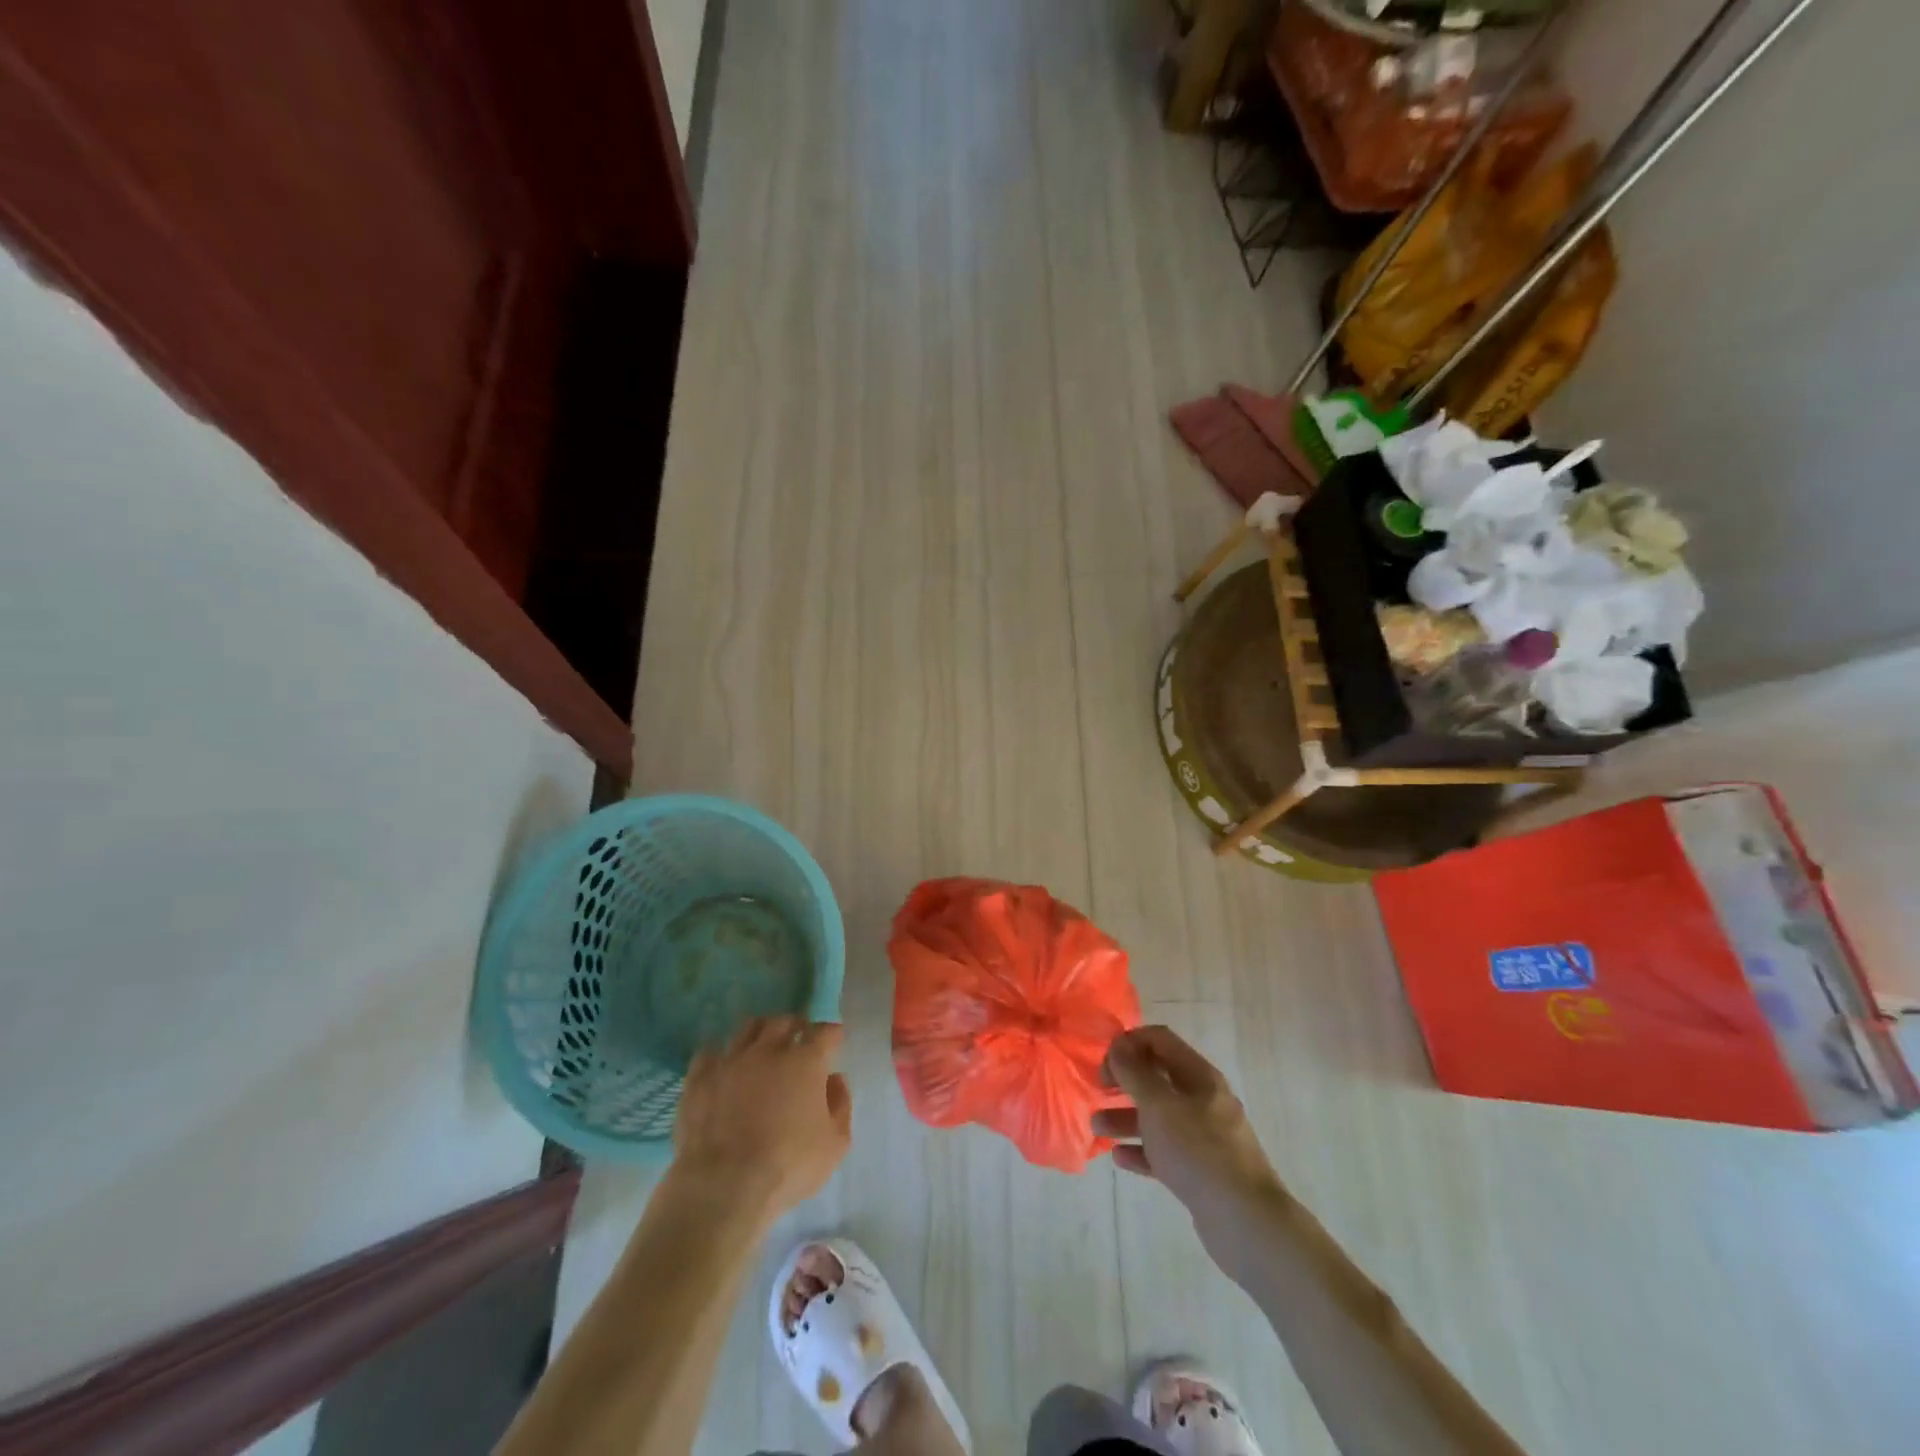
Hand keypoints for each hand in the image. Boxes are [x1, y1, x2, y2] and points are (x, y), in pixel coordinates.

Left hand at [672, 1016, 851, 1214]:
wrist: (724, 1187)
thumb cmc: (788, 1167)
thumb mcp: (835, 1144)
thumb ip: (840, 1105)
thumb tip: (834, 1079)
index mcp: (806, 1062)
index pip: (825, 1032)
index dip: (832, 1034)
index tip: (834, 1040)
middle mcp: (769, 1050)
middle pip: (784, 1022)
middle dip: (795, 1026)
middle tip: (798, 1038)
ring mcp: (731, 1061)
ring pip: (748, 1028)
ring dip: (760, 1032)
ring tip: (762, 1045)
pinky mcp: (699, 1078)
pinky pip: (709, 1052)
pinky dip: (721, 1054)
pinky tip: (724, 1065)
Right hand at [1096, 1026, 1285, 1276]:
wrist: (1245, 1221)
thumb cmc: (1198, 1151)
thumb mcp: (1159, 1105)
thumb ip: (1135, 1073)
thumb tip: (1119, 1046)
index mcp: (1199, 1076)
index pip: (1160, 1040)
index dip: (1129, 1043)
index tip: (1104, 1061)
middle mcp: (1203, 1100)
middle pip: (1157, 1078)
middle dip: (1125, 1081)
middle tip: (1099, 1090)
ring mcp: (1204, 1137)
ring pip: (1158, 1117)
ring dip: (1126, 1117)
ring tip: (1097, 1127)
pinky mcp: (1200, 1171)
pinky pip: (1165, 1151)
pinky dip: (1141, 1150)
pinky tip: (1119, 1158)